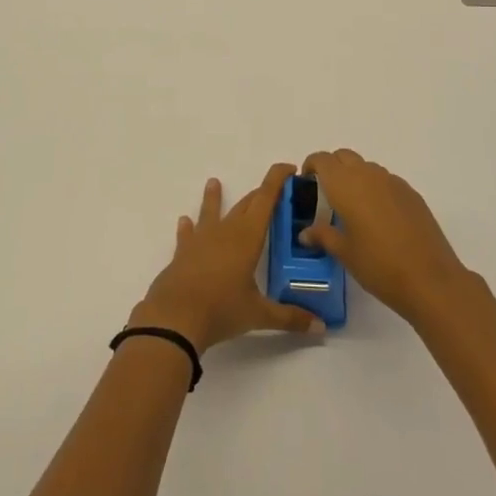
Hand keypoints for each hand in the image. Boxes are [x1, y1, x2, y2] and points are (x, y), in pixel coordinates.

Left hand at [131, 165, 324, 353]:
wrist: (175, 317)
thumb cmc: (221, 309)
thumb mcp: (259, 315)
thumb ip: (290, 317)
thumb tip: (320, 327)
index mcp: (247, 237)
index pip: (266, 199)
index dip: (277, 180)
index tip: (289, 168)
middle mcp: (225, 231)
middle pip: (245, 205)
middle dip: (260, 195)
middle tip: (274, 192)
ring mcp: (201, 240)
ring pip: (211, 212)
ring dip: (215, 198)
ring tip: (213, 182)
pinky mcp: (183, 253)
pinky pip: (187, 235)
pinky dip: (188, 227)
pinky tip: (184, 221)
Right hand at [299, 149, 469, 326]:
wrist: (430, 279)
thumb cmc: (378, 265)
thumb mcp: (344, 253)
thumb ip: (322, 236)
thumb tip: (305, 233)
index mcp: (345, 185)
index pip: (322, 160)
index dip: (311, 166)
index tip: (307, 183)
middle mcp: (368, 175)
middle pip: (344, 156)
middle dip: (332, 168)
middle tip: (327, 194)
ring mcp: (393, 182)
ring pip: (366, 167)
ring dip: (355, 177)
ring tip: (353, 208)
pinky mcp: (411, 193)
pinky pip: (386, 181)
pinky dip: (376, 188)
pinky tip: (379, 217)